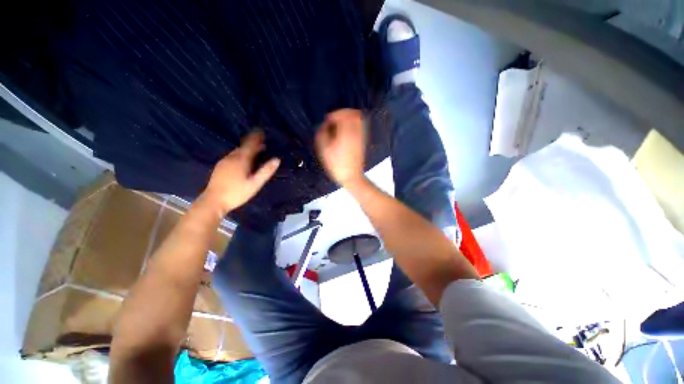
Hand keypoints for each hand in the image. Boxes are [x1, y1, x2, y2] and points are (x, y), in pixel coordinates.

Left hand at [202, 131, 279, 215]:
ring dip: (246, 149)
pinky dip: (240, 154)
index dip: (256, 138)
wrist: (213, 201)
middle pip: (243, 147)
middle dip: (253, 144)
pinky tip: (242, 160)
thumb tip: (277, 160)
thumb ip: (266, 171)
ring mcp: (224, 162)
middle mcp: (232, 157)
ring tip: (255, 151)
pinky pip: (232, 156)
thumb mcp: (255, 183)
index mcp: (241, 160)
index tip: (261, 131)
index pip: (250, 145)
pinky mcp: (220, 167)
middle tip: (262, 144)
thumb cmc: (237, 193)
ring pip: (237, 152)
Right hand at [315, 109, 365, 186]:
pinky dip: (353, 125)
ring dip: (349, 119)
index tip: (328, 120)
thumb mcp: (324, 149)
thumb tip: (325, 125)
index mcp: (346, 132)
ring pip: (358, 120)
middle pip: (354, 114)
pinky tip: (345, 132)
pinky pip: (360, 127)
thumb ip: (323, 133)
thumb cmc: (336, 165)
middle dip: (343, 113)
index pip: (343, 114)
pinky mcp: (362, 142)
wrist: (351, 176)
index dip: (334, 114)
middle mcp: (356, 132)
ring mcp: (361, 137)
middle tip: (335, 119)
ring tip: (339, 125)